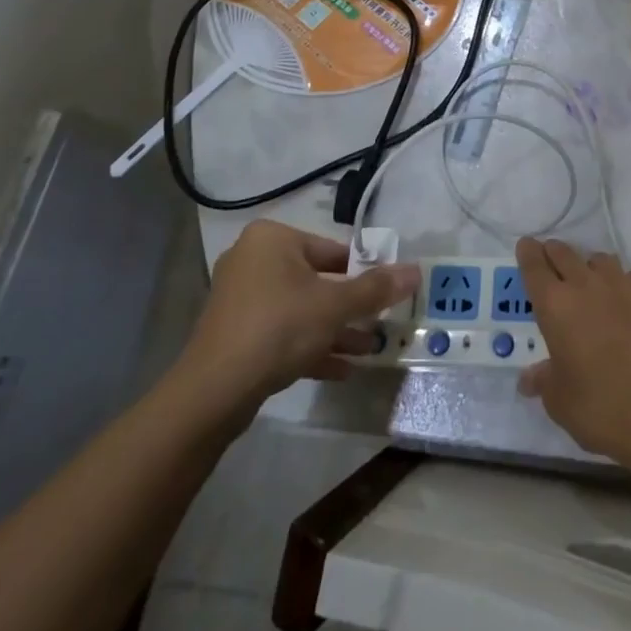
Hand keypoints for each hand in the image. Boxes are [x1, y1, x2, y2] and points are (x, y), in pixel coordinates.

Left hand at [171, 221, 418, 432]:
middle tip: (381, 322)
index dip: (364, 273)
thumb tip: (416, 271)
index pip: (333, 250)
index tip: (386, 294)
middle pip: (318, 280)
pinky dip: (311, 346)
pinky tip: (342, 370)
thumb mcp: (335, 306)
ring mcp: (241, 299)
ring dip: (335, 329)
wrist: (214, 391)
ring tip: (369, 350)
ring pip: (301, 310)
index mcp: (273, 239)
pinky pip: (283, 333)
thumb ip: (376, 288)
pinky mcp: (236, 334)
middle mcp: (253, 260)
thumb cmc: (279, 327)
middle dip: (350, 306)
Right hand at [514, 239, 630, 460]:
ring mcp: (623, 284)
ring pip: (601, 260)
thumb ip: (543, 381)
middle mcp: (586, 285)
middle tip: (552, 262)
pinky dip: (626, 285)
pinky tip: (629, 304)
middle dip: (555, 254)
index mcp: (555, 306)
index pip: (535, 267)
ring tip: (592, 285)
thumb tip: (530, 378)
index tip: (526, 246)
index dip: (528, 254)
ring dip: (591, 268)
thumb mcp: (559, 402)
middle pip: (565, 254)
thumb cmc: (600, 407)